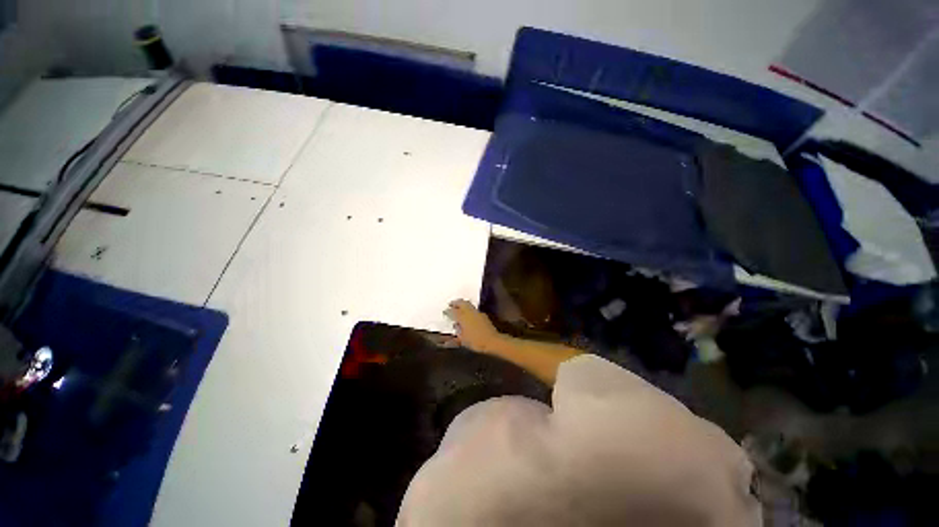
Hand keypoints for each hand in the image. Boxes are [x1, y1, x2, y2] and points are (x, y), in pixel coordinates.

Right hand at [443, 300, 504, 353]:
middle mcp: (469, 312)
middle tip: (451, 303)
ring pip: (468, 304)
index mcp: (462, 317)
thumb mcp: (463, 339)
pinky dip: (469, 309)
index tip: (445, 311)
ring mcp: (477, 313)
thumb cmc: (476, 341)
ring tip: (458, 307)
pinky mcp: (483, 315)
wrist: (492, 341)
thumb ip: (458, 331)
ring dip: (462, 304)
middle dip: (456, 303)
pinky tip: (468, 314)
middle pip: (461, 303)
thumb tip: (456, 325)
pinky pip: (473, 309)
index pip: (453, 311)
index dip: (448, 311)